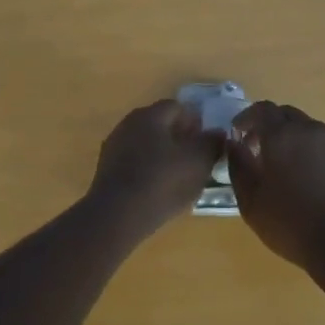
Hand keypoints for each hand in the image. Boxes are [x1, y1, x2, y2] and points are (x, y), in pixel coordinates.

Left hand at [86, 100, 225, 234]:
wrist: (117, 216)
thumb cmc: (162, 181)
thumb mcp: (199, 161)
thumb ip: (212, 142)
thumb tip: (217, 132)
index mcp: (150, 115)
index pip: (178, 107)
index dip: (196, 122)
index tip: (207, 142)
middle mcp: (128, 123)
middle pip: (160, 124)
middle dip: (180, 138)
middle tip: (197, 159)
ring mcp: (114, 147)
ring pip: (146, 144)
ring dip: (163, 155)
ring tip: (180, 177)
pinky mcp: (106, 170)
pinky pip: (134, 162)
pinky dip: (148, 170)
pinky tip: (158, 189)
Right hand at [225, 102, 324, 269]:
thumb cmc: (291, 223)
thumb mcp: (251, 202)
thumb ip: (238, 167)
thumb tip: (234, 145)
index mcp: (283, 135)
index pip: (262, 109)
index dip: (246, 118)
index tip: (236, 134)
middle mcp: (311, 131)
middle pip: (286, 115)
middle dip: (268, 126)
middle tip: (256, 149)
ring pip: (307, 130)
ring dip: (290, 139)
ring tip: (281, 167)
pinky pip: (323, 147)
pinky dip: (309, 153)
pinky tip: (306, 180)